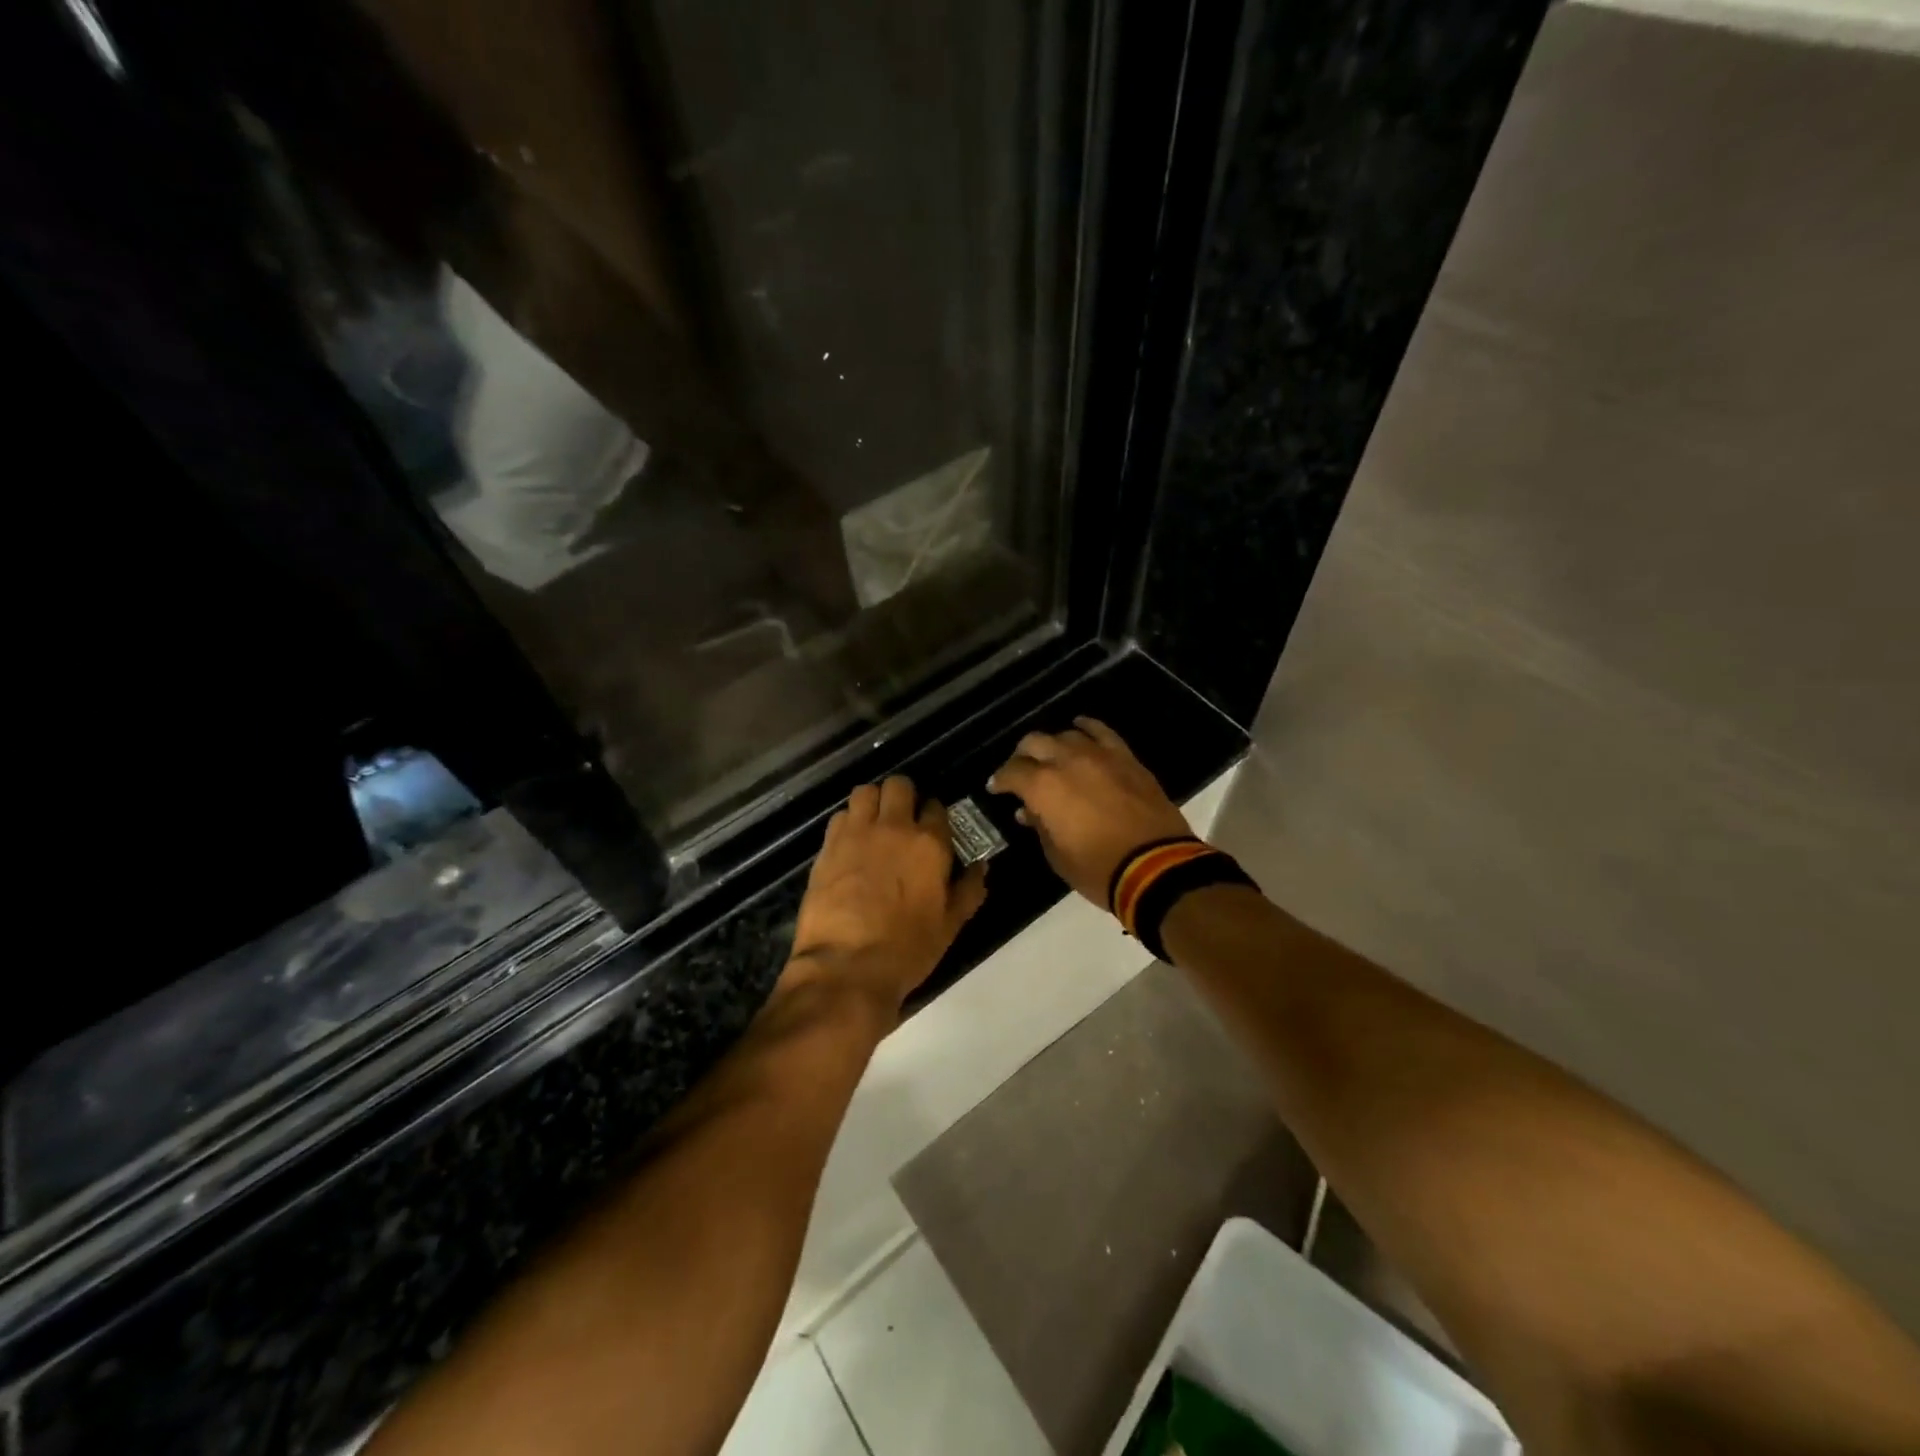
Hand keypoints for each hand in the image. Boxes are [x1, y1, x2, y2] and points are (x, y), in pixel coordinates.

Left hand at [786, 776, 988, 1021]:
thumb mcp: (950, 926)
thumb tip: (982, 867)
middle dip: (904, 796)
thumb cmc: (907, 949)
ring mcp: (857, 833)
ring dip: (873, 802)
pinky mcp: (828, 846)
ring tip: (875, 824)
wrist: (846, 966)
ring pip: (865, 792)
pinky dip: (848, 821)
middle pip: (899, 785)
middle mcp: (894, 828)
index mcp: (929, 844)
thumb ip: (968, 890)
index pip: (936, 807)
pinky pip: (840, 816)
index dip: (935, 816)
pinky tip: (851, 842)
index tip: (932, 830)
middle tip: (903, 819)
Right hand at [987, 718, 1191, 907]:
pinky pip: (1101, 732)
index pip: (1012, 772)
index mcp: (1044, 787)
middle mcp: (1067, 761)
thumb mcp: (1057, 855)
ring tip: (1051, 757)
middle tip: (1021, 772)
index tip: (996, 788)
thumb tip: (1029, 812)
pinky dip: (1087, 727)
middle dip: (1022, 756)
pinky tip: (1080, 728)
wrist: (1156, 867)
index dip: (1000, 780)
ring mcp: (1099, 755)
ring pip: (1066, 735)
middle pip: (1034, 742)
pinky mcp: (1126, 757)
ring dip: (1053, 745)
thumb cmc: (1098, 869)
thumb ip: (1040, 826)